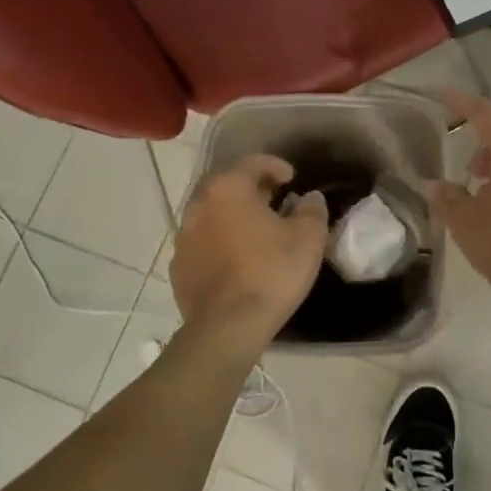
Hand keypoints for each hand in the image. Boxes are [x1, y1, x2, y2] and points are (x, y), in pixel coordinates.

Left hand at [170, 155, 327, 352]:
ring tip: (257, 233)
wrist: (228, 327)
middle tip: (276, 202)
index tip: (292, 179)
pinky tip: (237, 262)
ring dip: (234, 217)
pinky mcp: (178, 268)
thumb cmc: (271, 272)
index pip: (252, 163)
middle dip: (252, 190)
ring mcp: (184, 238)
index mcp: (228, 189)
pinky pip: (203, 244)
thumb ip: (312, 210)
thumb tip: (310, 197)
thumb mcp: (308, 238)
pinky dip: (220, 244)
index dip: (275, 166)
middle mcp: (199, 206)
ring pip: (212, 216)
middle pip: (228, 187)